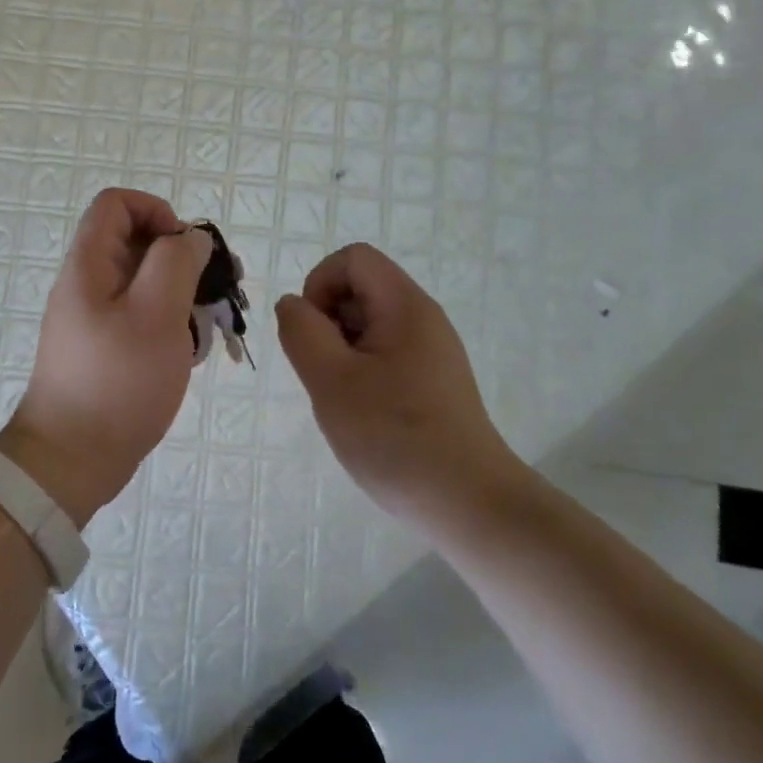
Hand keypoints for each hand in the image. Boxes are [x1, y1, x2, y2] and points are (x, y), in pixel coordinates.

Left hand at [0, 189, 213, 524]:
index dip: (157, 211)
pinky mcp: (106, 349)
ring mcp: (95, 319)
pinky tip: (191, 352)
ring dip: (183, 295)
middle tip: (220, 288)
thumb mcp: (155, 314)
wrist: (72, 459)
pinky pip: (142, 318)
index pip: (116, 204)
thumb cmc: (117, 381)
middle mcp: (88, 285)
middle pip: (136, 244)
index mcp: (89, 266)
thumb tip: (191, 237)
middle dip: (183, 258)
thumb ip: (176, 263)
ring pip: (145, 284)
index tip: (187, 248)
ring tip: (213, 324)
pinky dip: (170, 325)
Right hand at [275, 243, 521, 525]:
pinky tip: (363, 414)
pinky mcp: (432, 381)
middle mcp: (423, 318)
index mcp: (405, 306)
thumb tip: (293, 305)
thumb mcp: (331, 380)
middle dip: (327, 322)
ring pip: (367, 325)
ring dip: (340, 352)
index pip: (352, 259)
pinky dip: (360, 372)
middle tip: (325, 375)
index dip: (319, 284)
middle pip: (360, 289)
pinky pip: (384, 354)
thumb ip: (301, 331)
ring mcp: (431, 351)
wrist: (468, 503)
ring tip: (343, 400)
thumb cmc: (395, 437)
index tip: (313, 335)